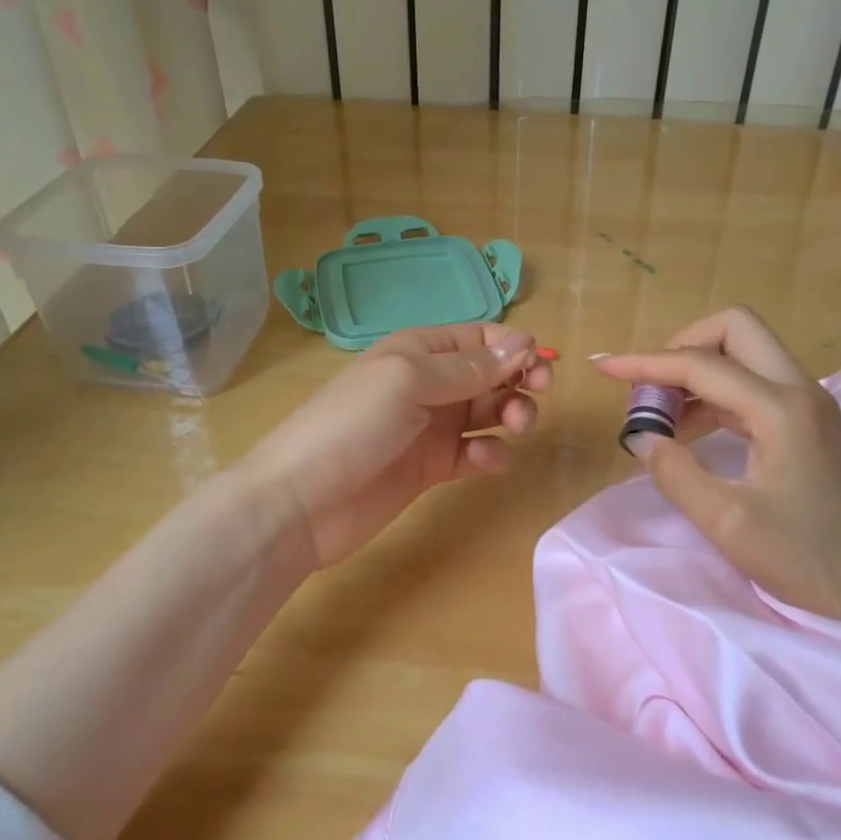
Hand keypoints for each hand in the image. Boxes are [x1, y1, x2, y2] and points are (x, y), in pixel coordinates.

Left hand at [240, 323, 551, 574]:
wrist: (302, 502)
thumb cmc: (352, 425)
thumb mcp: (409, 381)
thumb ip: (469, 367)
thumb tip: (525, 341)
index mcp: (420, 350)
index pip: (480, 337)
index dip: (512, 346)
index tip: (538, 364)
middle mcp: (430, 383)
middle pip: (491, 373)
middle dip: (519, 379)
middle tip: (537, 395)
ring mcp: (432, 427)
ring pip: (490, 411)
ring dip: (511, 414)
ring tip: (516, 427)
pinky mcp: (434, 467)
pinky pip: (476, 452)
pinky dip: (490, 453)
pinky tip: (485, 460)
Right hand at [594, 307, 840, 634]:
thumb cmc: (807, 559)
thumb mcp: (727, 522)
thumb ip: (675, 472)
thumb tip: (641, 436)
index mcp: (781, 408)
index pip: (701, 364)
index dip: (645, 363)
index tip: (602, 368)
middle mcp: (799, 389)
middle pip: (735, 328)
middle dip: (682, 345)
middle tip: (649, 386)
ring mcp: (808, 402)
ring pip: (745, 352)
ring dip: (698, 368)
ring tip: (659, 412)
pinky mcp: (808, 420)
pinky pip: (753, 383)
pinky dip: (715, 392)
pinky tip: (688, 427)